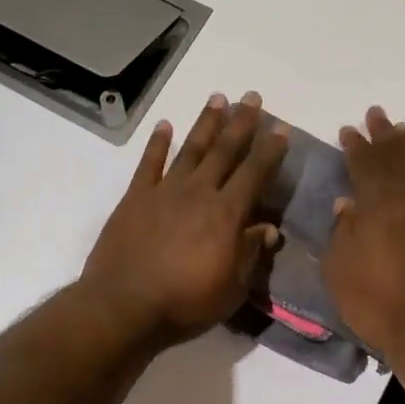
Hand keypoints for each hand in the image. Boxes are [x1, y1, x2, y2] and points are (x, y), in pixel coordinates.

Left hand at [80, 91, 289, 346]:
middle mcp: (198, 192)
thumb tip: (268, 229)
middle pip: (224, 150)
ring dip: (205, 123)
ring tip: (217, 98)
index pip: (254, 173)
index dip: (270, 150)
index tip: (280, 128)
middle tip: (251, 97)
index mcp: (226, 214)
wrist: (124, 306)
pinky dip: (157, 143)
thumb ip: (250, 254)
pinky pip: (149, 163)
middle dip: (241, 123)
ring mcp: (164, 191)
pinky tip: (164, 126)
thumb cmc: (185, 303)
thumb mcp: (231, 288)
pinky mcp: (135, 198)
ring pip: (190, 149)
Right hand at [325, 106, 404, 362]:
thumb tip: (346, 205)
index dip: (356, 145)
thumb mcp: (340, 271)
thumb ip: (342, 233)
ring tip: (404, 131)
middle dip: (384, 135)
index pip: (365, 164)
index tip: (348, 130)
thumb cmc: (378, 304)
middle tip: (376, 115)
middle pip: (398, 158)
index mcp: (379, 205)